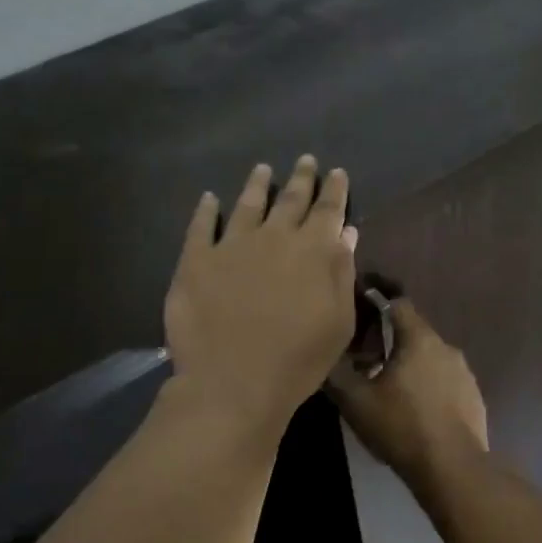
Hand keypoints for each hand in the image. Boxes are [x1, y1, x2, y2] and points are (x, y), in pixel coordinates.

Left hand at [164, 156, 356, 439]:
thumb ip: (342, 273)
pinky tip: (208, 199)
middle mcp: (274, 237)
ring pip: (247, 204)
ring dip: (257, 185)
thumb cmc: (298, 359)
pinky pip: (200, 226)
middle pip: (290, 199)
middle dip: (301, 178)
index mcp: (312, 251)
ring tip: (262, 169)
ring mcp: (231, 245)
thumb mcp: (338, 321)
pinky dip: (205, 210)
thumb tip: (345, 234)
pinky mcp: (195, 261)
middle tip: (306, 160)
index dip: (334, 190)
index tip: (337, 172)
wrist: (234, 382)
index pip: (328, 210)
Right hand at [328, 300, 487, 482]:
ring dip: (411, 368)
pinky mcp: (475, 399)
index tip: (360, 314)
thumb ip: (336, 373)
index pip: (398, 303)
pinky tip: (416, 414)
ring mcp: (465, 374)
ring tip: (390, 392)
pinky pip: (446, 384)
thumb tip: (325, 357)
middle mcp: (447, 348)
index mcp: (419, 339)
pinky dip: (430, 390)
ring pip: (431, 360)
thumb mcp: (355, 401)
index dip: (377, 302)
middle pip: (414, 333)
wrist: (452, 469)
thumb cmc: (401, 426)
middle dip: (390, 343)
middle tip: (366, 363)